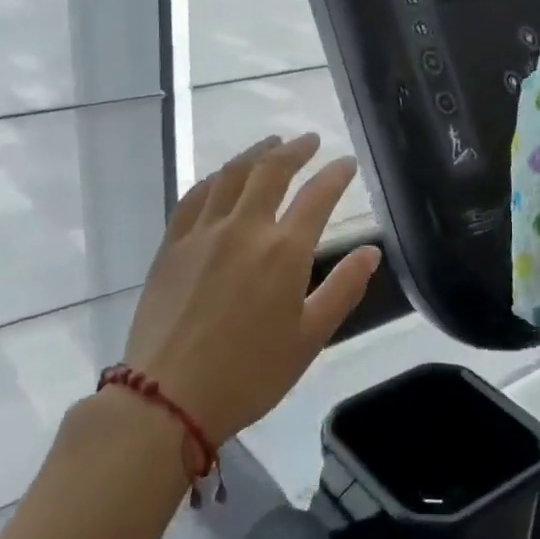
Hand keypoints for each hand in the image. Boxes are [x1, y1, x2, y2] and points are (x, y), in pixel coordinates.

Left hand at [121, 133, 381, 444]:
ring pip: (232, 175)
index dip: (336, 175)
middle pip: (272, 171)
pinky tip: (221, 176)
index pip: (318, 196)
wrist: (168, 397)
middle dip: (295, 150)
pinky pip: (195, 196)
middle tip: (309, 140)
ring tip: (270, 143)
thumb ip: (343, 289)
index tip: (347, 163)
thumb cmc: (249, 374)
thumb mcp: (309, 338)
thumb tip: (371, 251)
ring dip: (255, 153)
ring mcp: (204, 232)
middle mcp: (245, 228)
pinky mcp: (173, 244)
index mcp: (284, 252)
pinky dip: (215, 178)